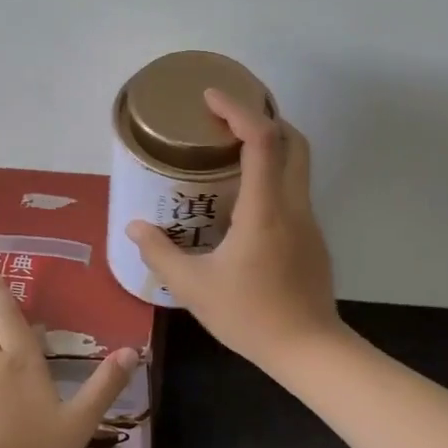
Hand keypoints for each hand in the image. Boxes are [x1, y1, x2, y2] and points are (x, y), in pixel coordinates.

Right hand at [126, 89, 343, 370]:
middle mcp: (293, 205)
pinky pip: (294, 190)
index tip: (211, 97)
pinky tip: (243, 201)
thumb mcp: (194, 287)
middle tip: (226, 118)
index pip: (262, 139)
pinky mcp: (313, 238)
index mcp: (265, 209)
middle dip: (264, 117)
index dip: (239, 109)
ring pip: (298, 164)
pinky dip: (272, 176)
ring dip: (271, 146)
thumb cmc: (250, 315)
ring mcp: (309, 221)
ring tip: (230, 153)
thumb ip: (160, 253)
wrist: (309, 350)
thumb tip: (134, 228)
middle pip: (293, 140)